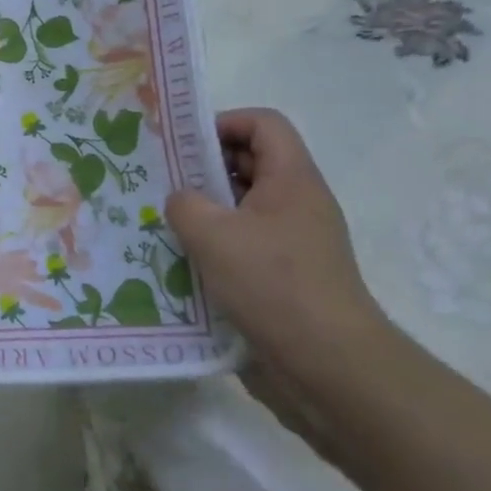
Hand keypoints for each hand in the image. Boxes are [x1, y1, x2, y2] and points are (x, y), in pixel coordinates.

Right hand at [167, 110, 404, 460]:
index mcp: (292, 179)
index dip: (223, 122)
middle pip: (250, 163)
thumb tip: (180, 201)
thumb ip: (185, 204)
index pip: (263, 124)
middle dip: (204, 167)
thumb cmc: (274, 285)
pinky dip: (214, 246)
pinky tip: (180, 262)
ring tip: (161, 222)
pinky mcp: (284, 278)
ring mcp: (293, 243)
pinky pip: (244, 245)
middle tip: (160, 181)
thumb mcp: (214, 235)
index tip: (182, 145)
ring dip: (205, 210)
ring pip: (243, 208)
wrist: (331, 368)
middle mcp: (297, 204)